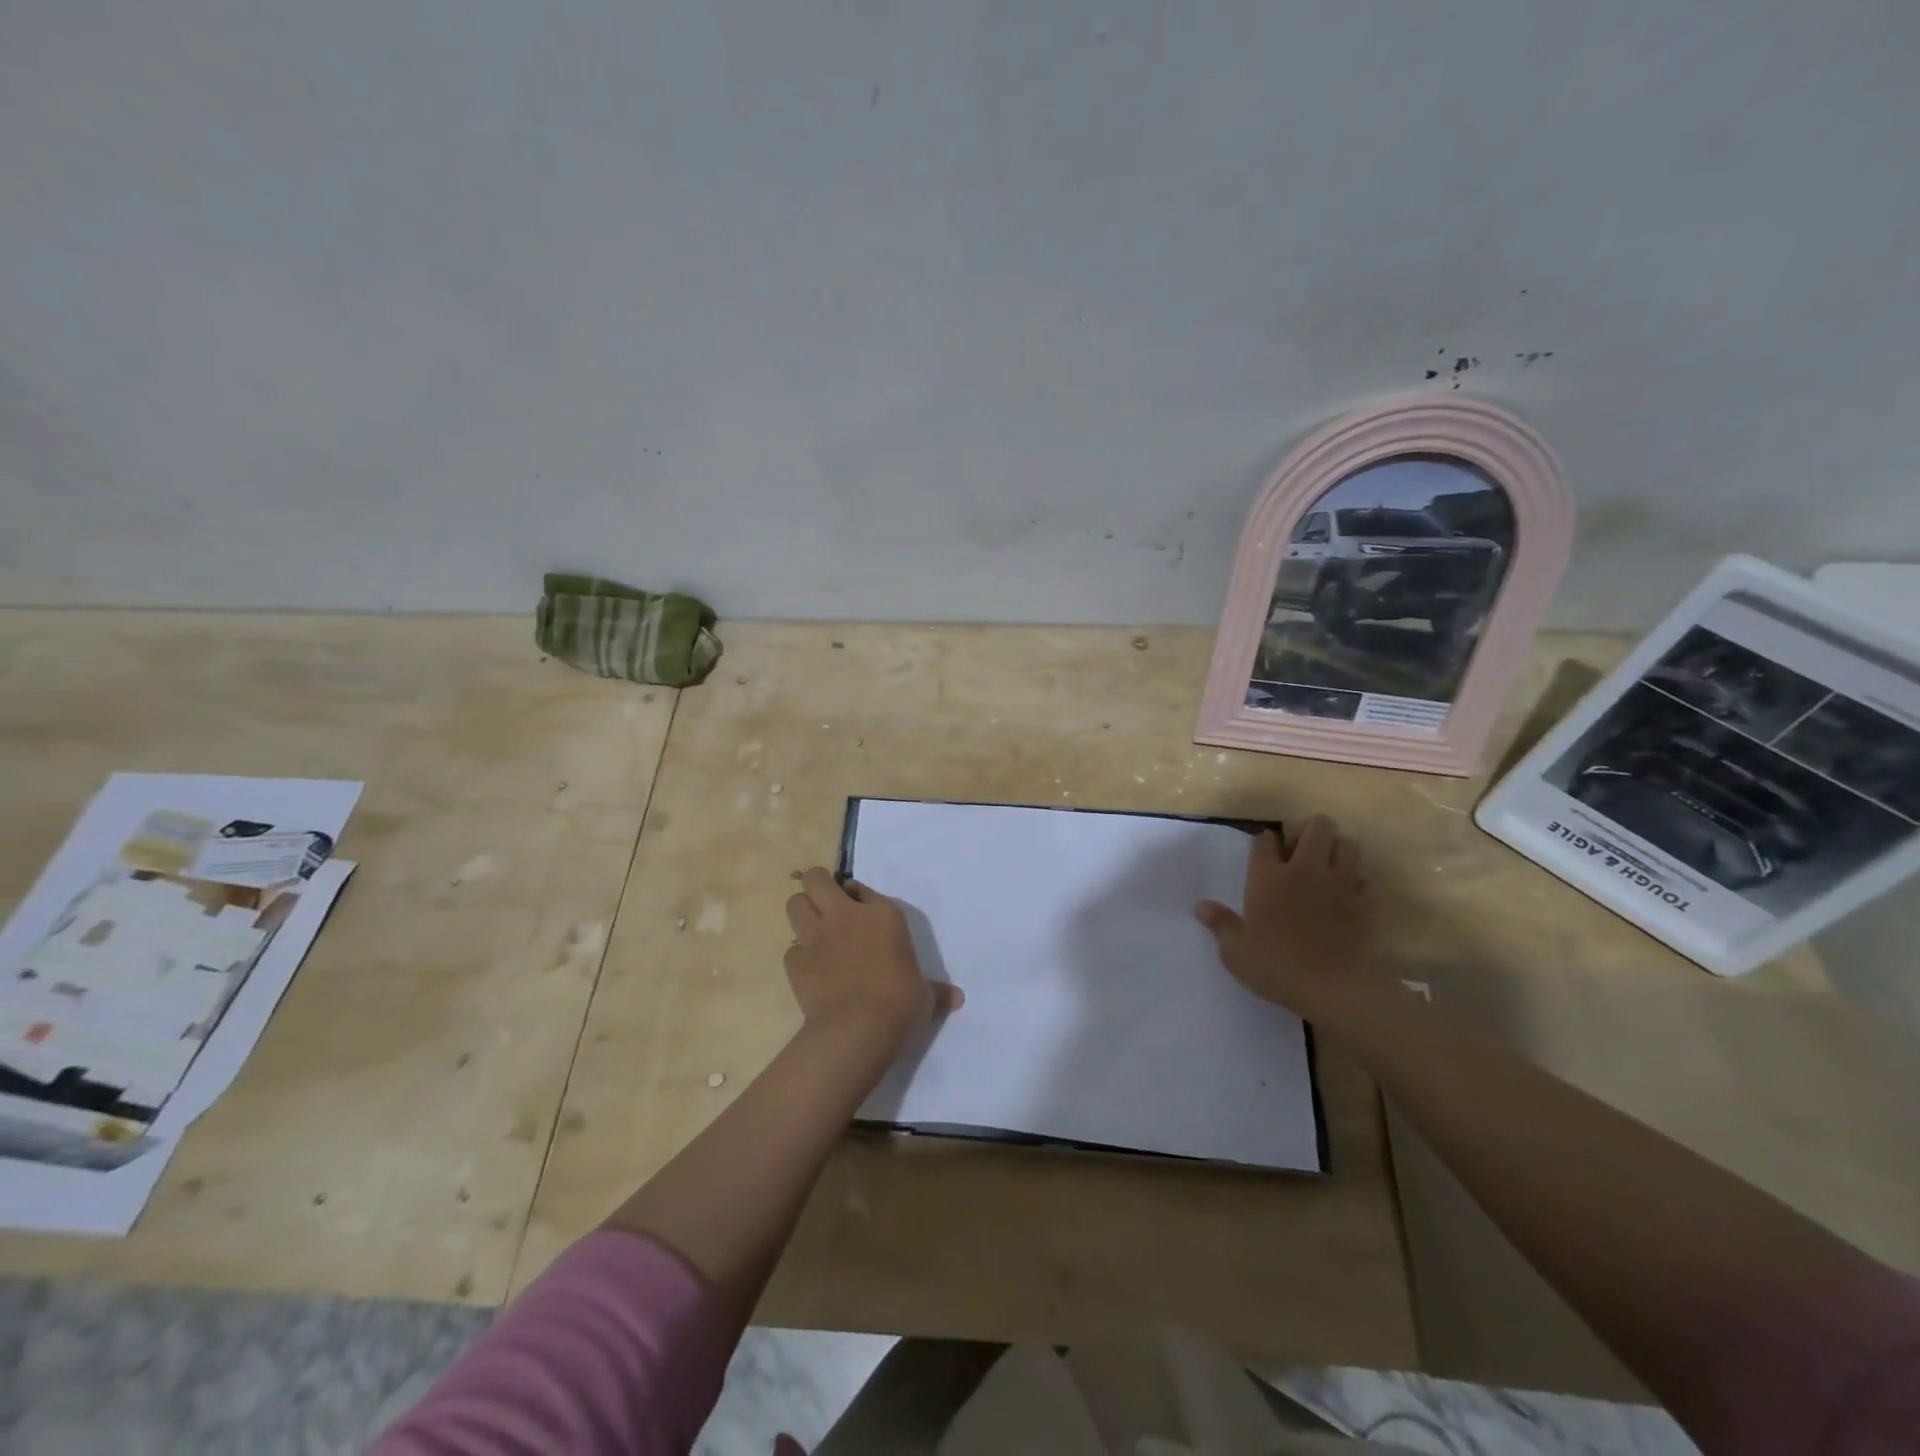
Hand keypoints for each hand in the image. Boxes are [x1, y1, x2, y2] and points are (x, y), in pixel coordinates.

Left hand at [784, 868, 963, 1053]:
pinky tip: (810, 970)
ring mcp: (816, 937)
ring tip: (813, 930)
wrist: (858, 1028)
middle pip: (816, 879)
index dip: (858, 896)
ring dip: (802, 912)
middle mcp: (846, 916)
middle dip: (818, 885)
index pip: (862, 888)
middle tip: (826, 903)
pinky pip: (791, 949)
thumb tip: (957, 998)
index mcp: (882, 914)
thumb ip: (936, 992)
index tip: (860, 908)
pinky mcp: (796, 962)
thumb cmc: (900, 1003)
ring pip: (795, 904)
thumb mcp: (925, 996)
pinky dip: (798, 956)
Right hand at [1195, 817, 1371, 1014]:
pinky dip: (1358, 883)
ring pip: (1348, 845)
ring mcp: (1339, 884)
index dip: (1264, 841)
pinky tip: (1348, 895)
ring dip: (1339, 850)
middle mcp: (1304, 870)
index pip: (1266, 840)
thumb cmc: (1276, 966)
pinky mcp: (1363, 903)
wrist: (1332, 988)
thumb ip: (1220, 924)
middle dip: (1311, 831)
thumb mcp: (1236, 951)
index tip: (1264, 850)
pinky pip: (1365, 880)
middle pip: (1318, 827)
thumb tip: (1201, 906)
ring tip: (1328, 867)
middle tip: (1301, 852)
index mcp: (1268, 877)